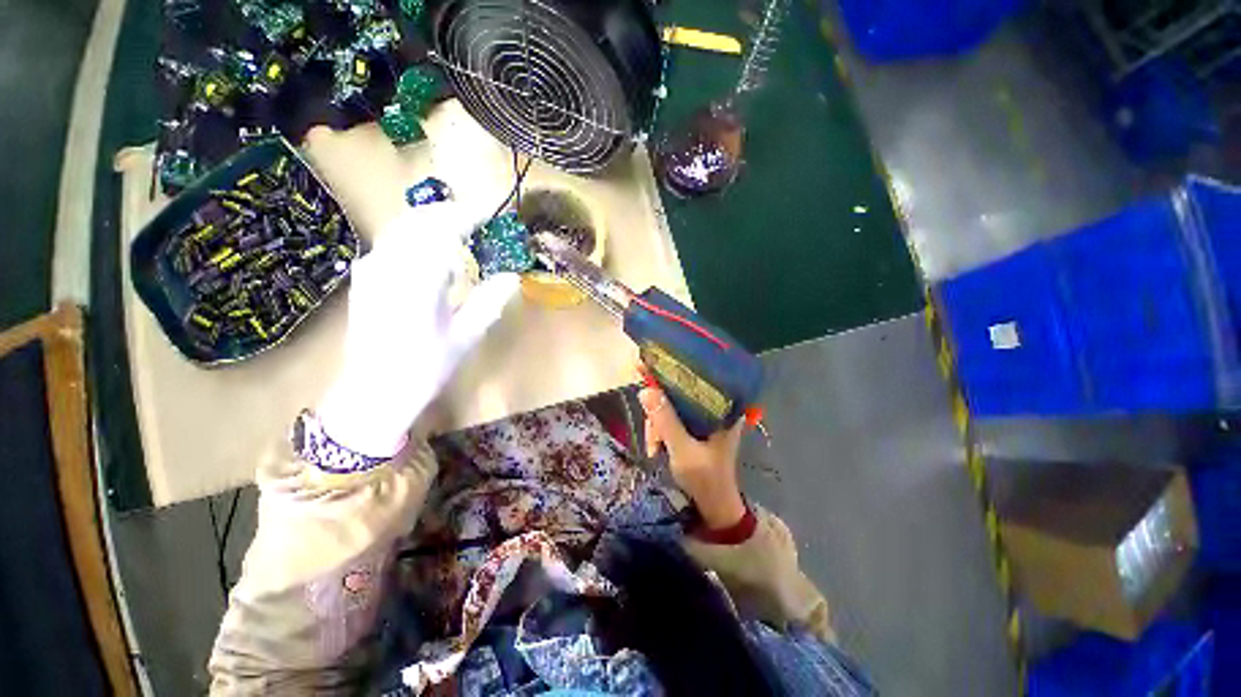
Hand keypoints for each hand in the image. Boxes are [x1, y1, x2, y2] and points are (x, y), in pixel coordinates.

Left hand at [319, 203, 518, 456]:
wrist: (374, 393)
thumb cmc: (425, 368)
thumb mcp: (465, 337)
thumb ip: (489, 302)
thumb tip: (512, 277)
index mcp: (417, 281)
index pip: (442, 231)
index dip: (467, 216)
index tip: (489, 212)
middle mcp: (388, 266)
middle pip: (417, 221)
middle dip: (447, 213)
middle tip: (476, 218)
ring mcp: (371, 270)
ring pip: (401, 229)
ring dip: (430, 223)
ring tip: (459, 233)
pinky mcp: (364, 279)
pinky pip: (392, 244)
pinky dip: (415, 239)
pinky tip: (432, 257)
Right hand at [639, 385, 746, 529]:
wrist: (714, 507)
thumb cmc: (705, 478)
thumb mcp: (683, 450)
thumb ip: (665, 421)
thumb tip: (645, 390)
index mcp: (722, 407)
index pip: (694, 379)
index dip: (668, 373)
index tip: (644, 366)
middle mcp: (713, 407)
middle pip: (676, 394)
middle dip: (658, 414)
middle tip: (652, 439)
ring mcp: (702, 418)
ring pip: (670, 407)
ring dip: (656, 426)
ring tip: (654, 449)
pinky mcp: (694, 427)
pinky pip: (670, 419)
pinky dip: (660, 431)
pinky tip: (656, 447)